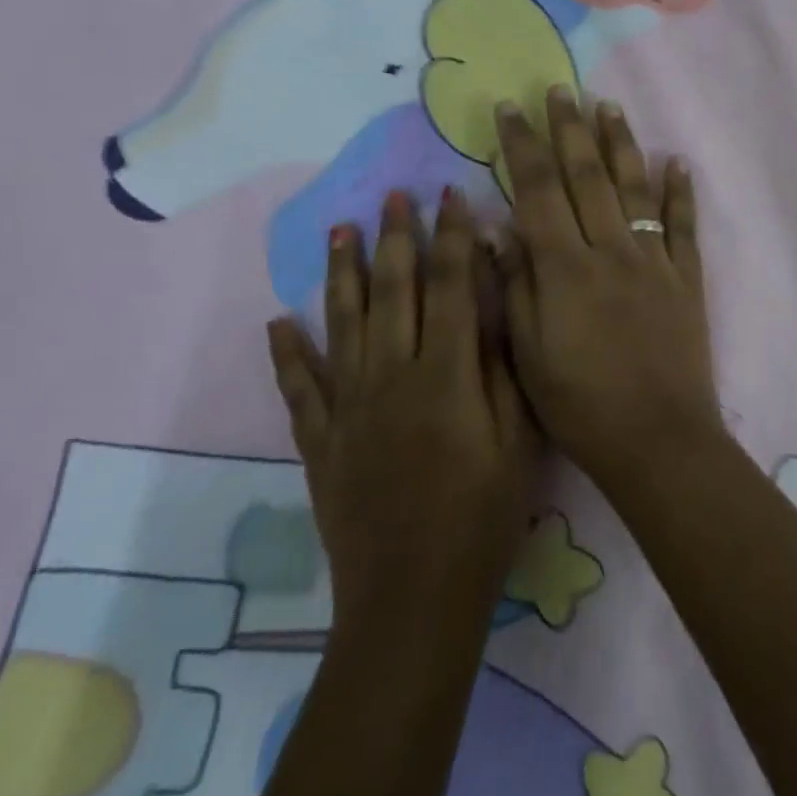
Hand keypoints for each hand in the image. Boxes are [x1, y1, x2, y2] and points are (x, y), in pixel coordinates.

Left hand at [266, 189, 540, 622]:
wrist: (414, 600)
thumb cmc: (483, 517)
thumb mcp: (518, 439)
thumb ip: (502, 366)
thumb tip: (494, 303)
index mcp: (445, 374)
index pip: (450, 286)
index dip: (452, 237)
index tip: (450, 195)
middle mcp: (391, 377)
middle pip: (393, 292)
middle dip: (396, 238)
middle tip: (393, 195)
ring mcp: (349, 408)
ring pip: (342, 324)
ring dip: (341, 274)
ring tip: (340, 230)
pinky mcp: (321, 442)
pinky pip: (300, 388)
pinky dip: (287, 354)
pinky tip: (277, 322)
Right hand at [494, 89, 723, 487]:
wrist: (657, 438)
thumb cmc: (580, 404)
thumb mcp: (528, 352)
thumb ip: (515, 285)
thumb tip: (497, 228)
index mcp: (565, 267)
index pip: (538, 190)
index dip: (523, 146)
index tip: (511, 110)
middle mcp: (610, 249)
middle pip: (587, 175)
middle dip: (570, 128)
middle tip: (560, 89)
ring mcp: (654, 260)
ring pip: (635, 188)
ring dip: (621, 145)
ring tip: (609, 107)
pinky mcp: (686, 277)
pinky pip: (682, 225)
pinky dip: (680, 192)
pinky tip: (677, 162)